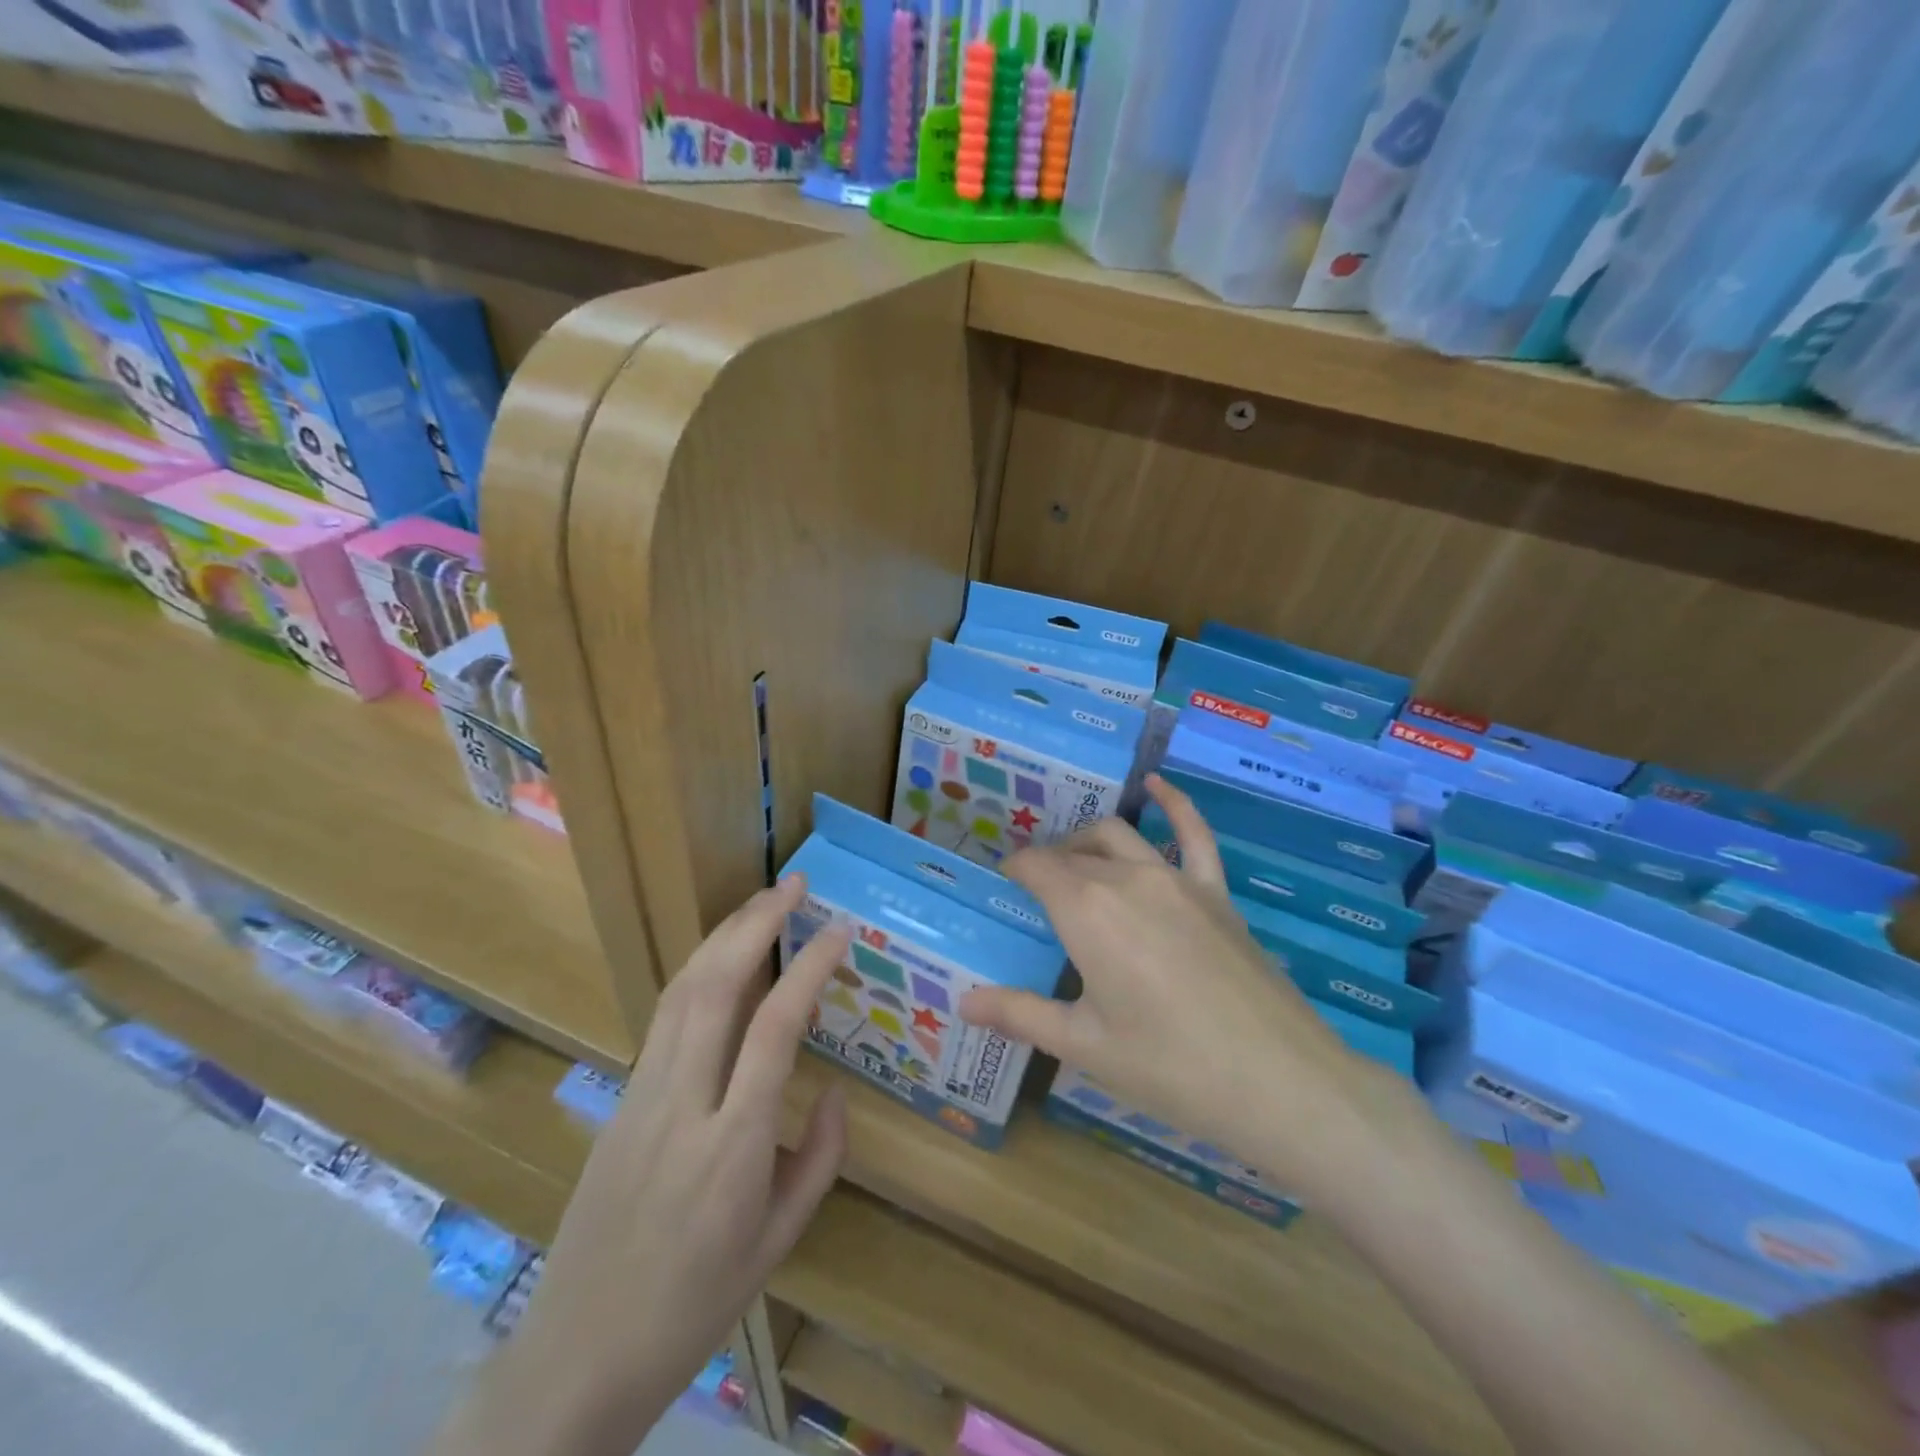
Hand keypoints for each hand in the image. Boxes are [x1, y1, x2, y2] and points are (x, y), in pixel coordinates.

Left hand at [508, 876, 848, 1455]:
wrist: (578, 1354)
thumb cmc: (694, 1306)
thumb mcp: (779, 1242)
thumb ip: (820, 1159)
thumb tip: (837, 1091)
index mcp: (732, 1146)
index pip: (774, 1029)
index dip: (809, 968)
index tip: (838, 931)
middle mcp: (682, 1104)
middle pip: (715, 987)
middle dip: (755, 924)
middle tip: (793, 885)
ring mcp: (641, 1096)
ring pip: (680, 992)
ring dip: (722, 936)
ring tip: (760, 903)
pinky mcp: (620, 1098)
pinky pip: (663, 1018)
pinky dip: (697, 971)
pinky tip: (720, 960)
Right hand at [959, 775, 1380, 1200]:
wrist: (1280, 1083)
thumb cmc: (1169, 1067)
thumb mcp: (1084, 1045)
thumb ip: (1020, 1014)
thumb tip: (962, 1002)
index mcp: (1087, 910)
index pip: (1036, 867)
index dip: (1014, 870)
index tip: (1003, 886)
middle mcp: (1127, 878)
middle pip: (1073, 855)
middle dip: (1047, 864)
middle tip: (1034, 894)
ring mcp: (1177, 879)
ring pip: (1119, 837)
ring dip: (1088, 842)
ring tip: (1073, 861)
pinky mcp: (1217, 891)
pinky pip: (1194, 834)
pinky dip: (1174, 804)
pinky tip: (1158, 785)